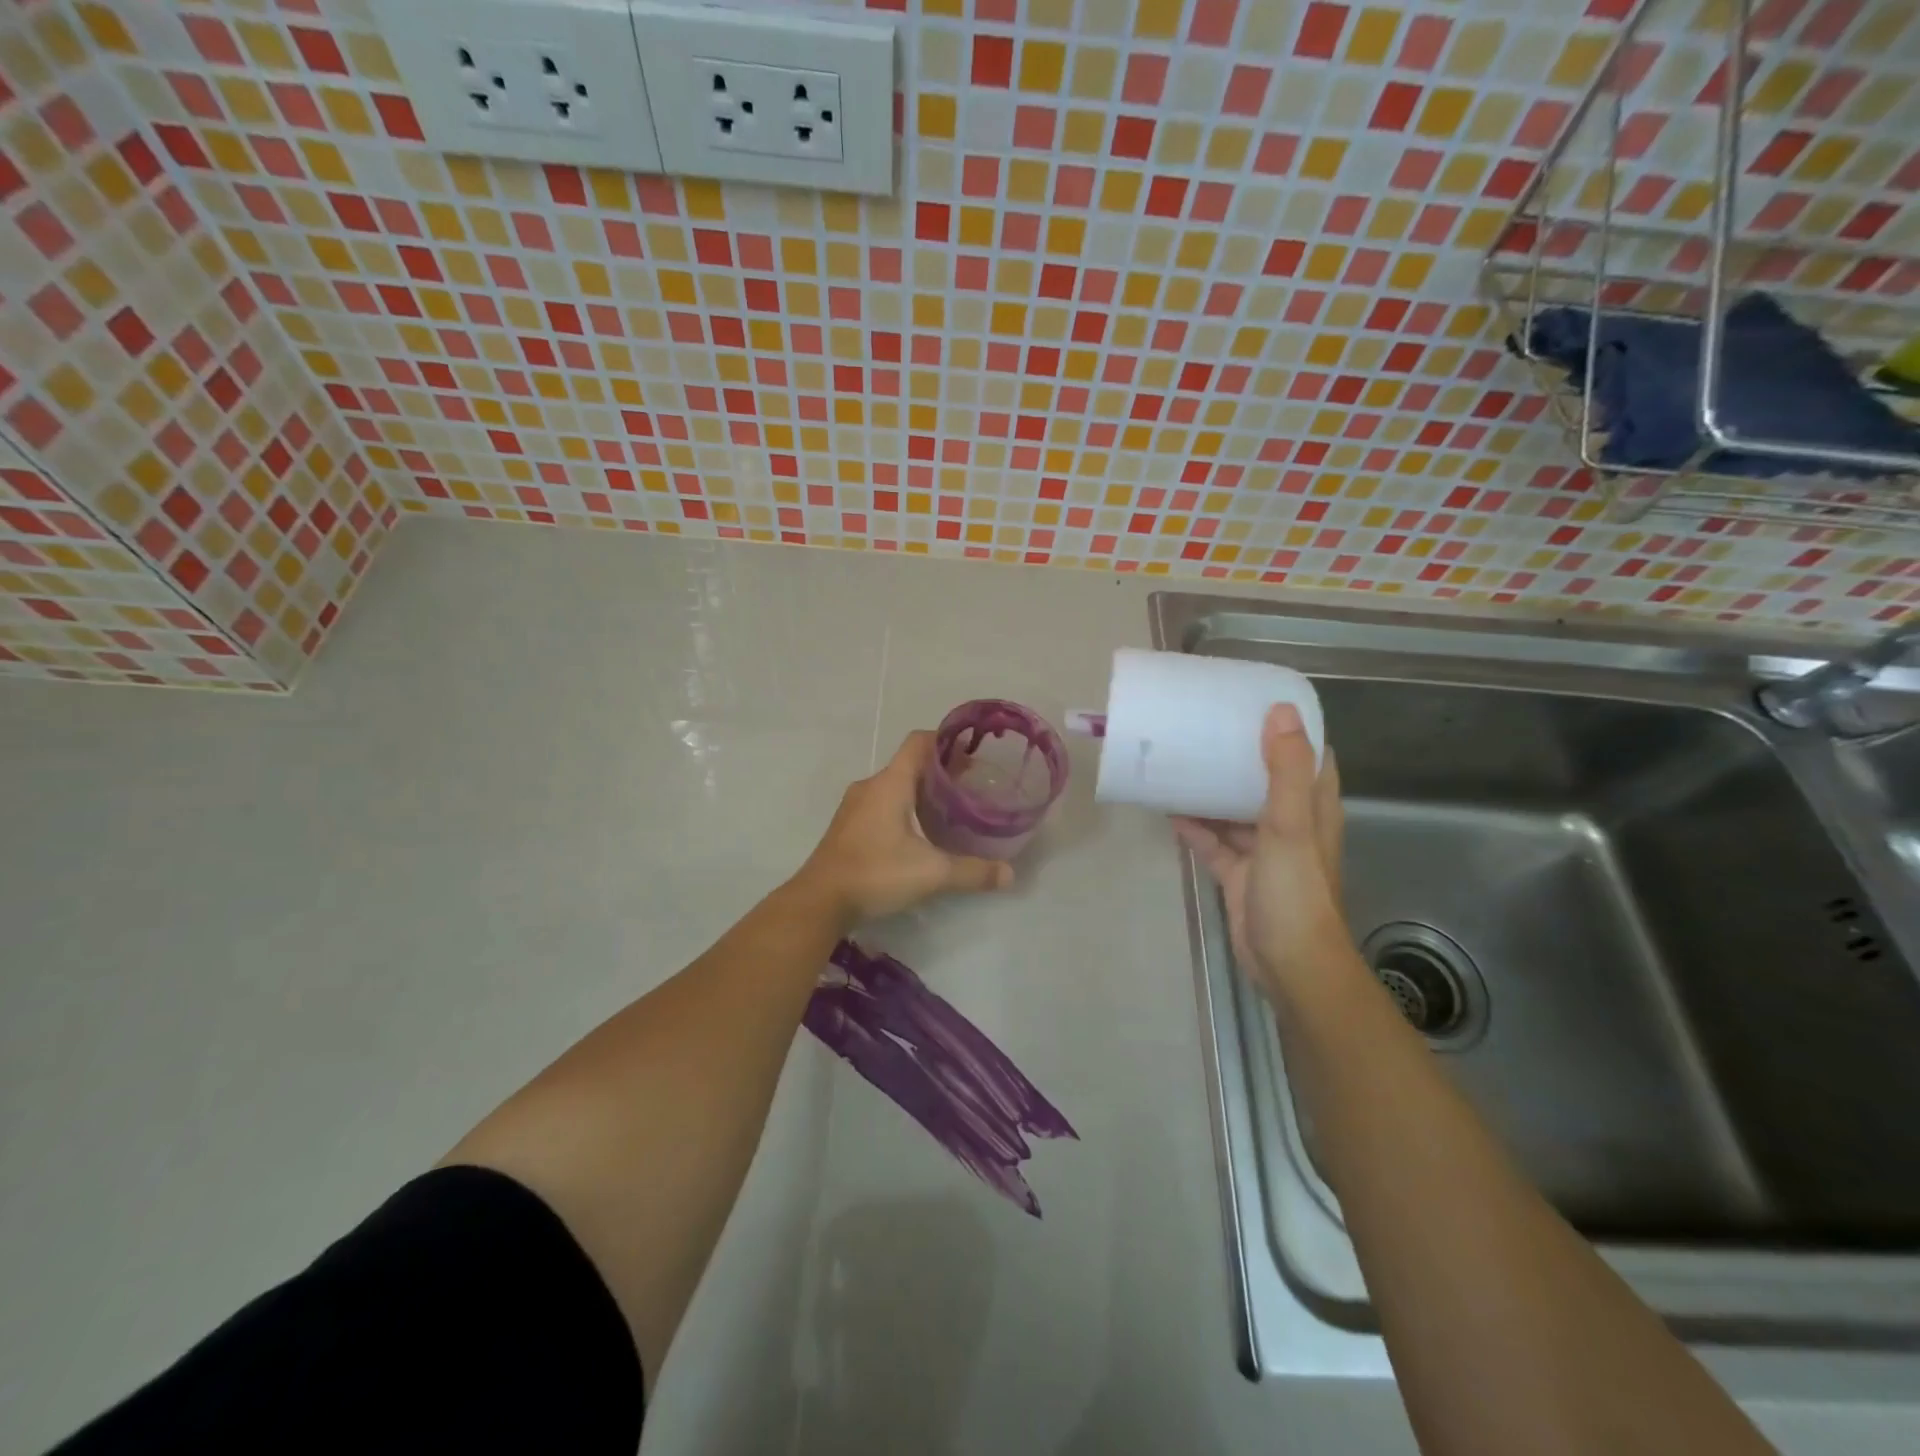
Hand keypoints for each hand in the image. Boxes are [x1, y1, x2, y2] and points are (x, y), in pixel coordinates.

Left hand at [797, 730, 1014, 925]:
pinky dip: (903, 808)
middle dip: (940, 771)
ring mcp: (855, 806)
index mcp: (891, 783)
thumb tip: (1009, 874)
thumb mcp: (931, 873)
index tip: (972, 753)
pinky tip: (919, 833)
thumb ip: (972, 871)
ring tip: (949, 810)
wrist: (819, 901)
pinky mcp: (847, 826)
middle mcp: (871, 786)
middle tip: (970, 787)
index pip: (919, 742)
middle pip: (909, 764)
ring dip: (920, 791)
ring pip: (894, 785)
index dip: (946, 741)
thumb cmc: (876, 873)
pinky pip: (881, 804)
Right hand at [1173, 704, 1351, 999]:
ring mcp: (1263, 849)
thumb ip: (1284, 771)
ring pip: (1234, 808)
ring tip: (1179, 760)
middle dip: (1239, 753)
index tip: (1255, 701)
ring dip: (1211, 789)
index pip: (1308, 755)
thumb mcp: (1289, 825)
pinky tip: (1168, 810)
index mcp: (1312, 806)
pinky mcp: (1238, 872)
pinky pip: (1212, 840)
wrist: (1288, 963)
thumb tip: (1280, 711)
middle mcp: (1290, 822)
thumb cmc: (1295, 891)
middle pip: (1265, 777)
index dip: (1289, 727)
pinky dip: (1194, 826)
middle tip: (1204, 725)